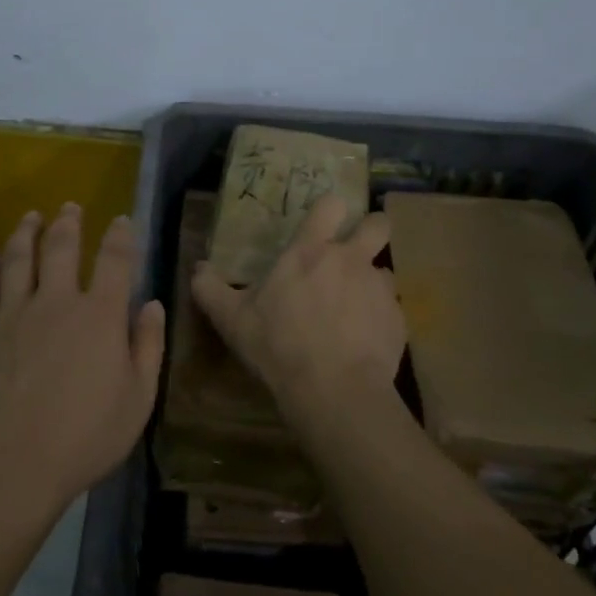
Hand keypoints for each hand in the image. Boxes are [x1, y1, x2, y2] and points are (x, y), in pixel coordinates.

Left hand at [0, 203, 165, 514]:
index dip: (120, 235)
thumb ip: (148, 347)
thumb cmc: (85, 436)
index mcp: (100, 315)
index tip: (121, 220)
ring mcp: (16, 313)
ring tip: (31, 216)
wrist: (12, 462)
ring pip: (19, 257)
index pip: (114, 260)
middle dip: (68, 222)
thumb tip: (152, 304)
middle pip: (61, 247)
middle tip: (70, 206)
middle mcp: (57, 301)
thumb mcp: (138, 399)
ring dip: (26, 232)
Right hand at [191, 194, 402, 418]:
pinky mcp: (398, 320)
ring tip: (357, 307)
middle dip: (371, 230)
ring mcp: (379, 289)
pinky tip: (364, 342)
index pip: (332, 205)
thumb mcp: (232, 319)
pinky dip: (380, 319)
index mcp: (310, 251)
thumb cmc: (278, 345)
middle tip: (356, 249)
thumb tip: (196, 268)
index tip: (326, 221)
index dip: (332, 209)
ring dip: (372, 282)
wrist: (334, 390)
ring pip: (385, 270)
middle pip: (378, 224)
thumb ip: (210, 289)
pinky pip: (392, 310)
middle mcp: (350, 260)